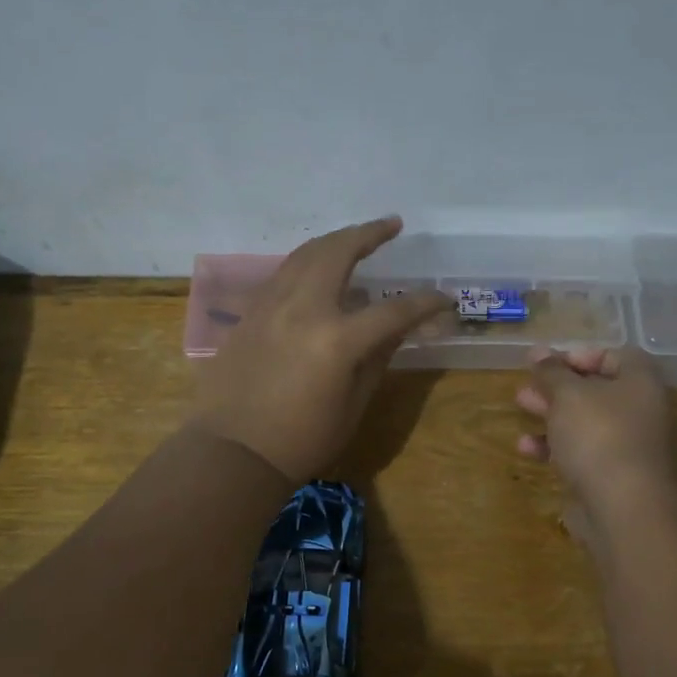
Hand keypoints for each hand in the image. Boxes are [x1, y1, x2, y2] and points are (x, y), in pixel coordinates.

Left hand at [191, 217, 450, 482]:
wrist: (232, 452)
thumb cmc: (301, 440)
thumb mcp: (352, 406)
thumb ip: (377, 359)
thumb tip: (396, 329)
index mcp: (337, 340)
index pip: (393, 310)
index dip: (424, 302)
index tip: (443, 298)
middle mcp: (303, 309)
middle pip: (338, 252)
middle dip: (369, 233)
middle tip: (391, 225)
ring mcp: (271, 306)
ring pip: (305, 254)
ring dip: (335, 240)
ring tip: (357, 237)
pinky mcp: (251, 312)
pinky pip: (284, 273)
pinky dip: (308, 261)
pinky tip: (319, 268)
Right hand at [515, 346, 676, 532]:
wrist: (622, 508)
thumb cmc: (599, 435)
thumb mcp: (568, 394)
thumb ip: (551, 371)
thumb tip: (539, 352)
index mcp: (640, 383)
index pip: (614, 355)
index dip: (580, 354)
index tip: (548, 362)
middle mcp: (638, 411)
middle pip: (595, 389)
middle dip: (558, 385)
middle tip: (528, 382)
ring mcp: (625, 446)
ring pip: (584, 421)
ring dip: (551, 412)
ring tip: (520, 405)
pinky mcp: (608, 476)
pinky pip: (579, 452)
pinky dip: (554, 446)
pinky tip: (526, 447)